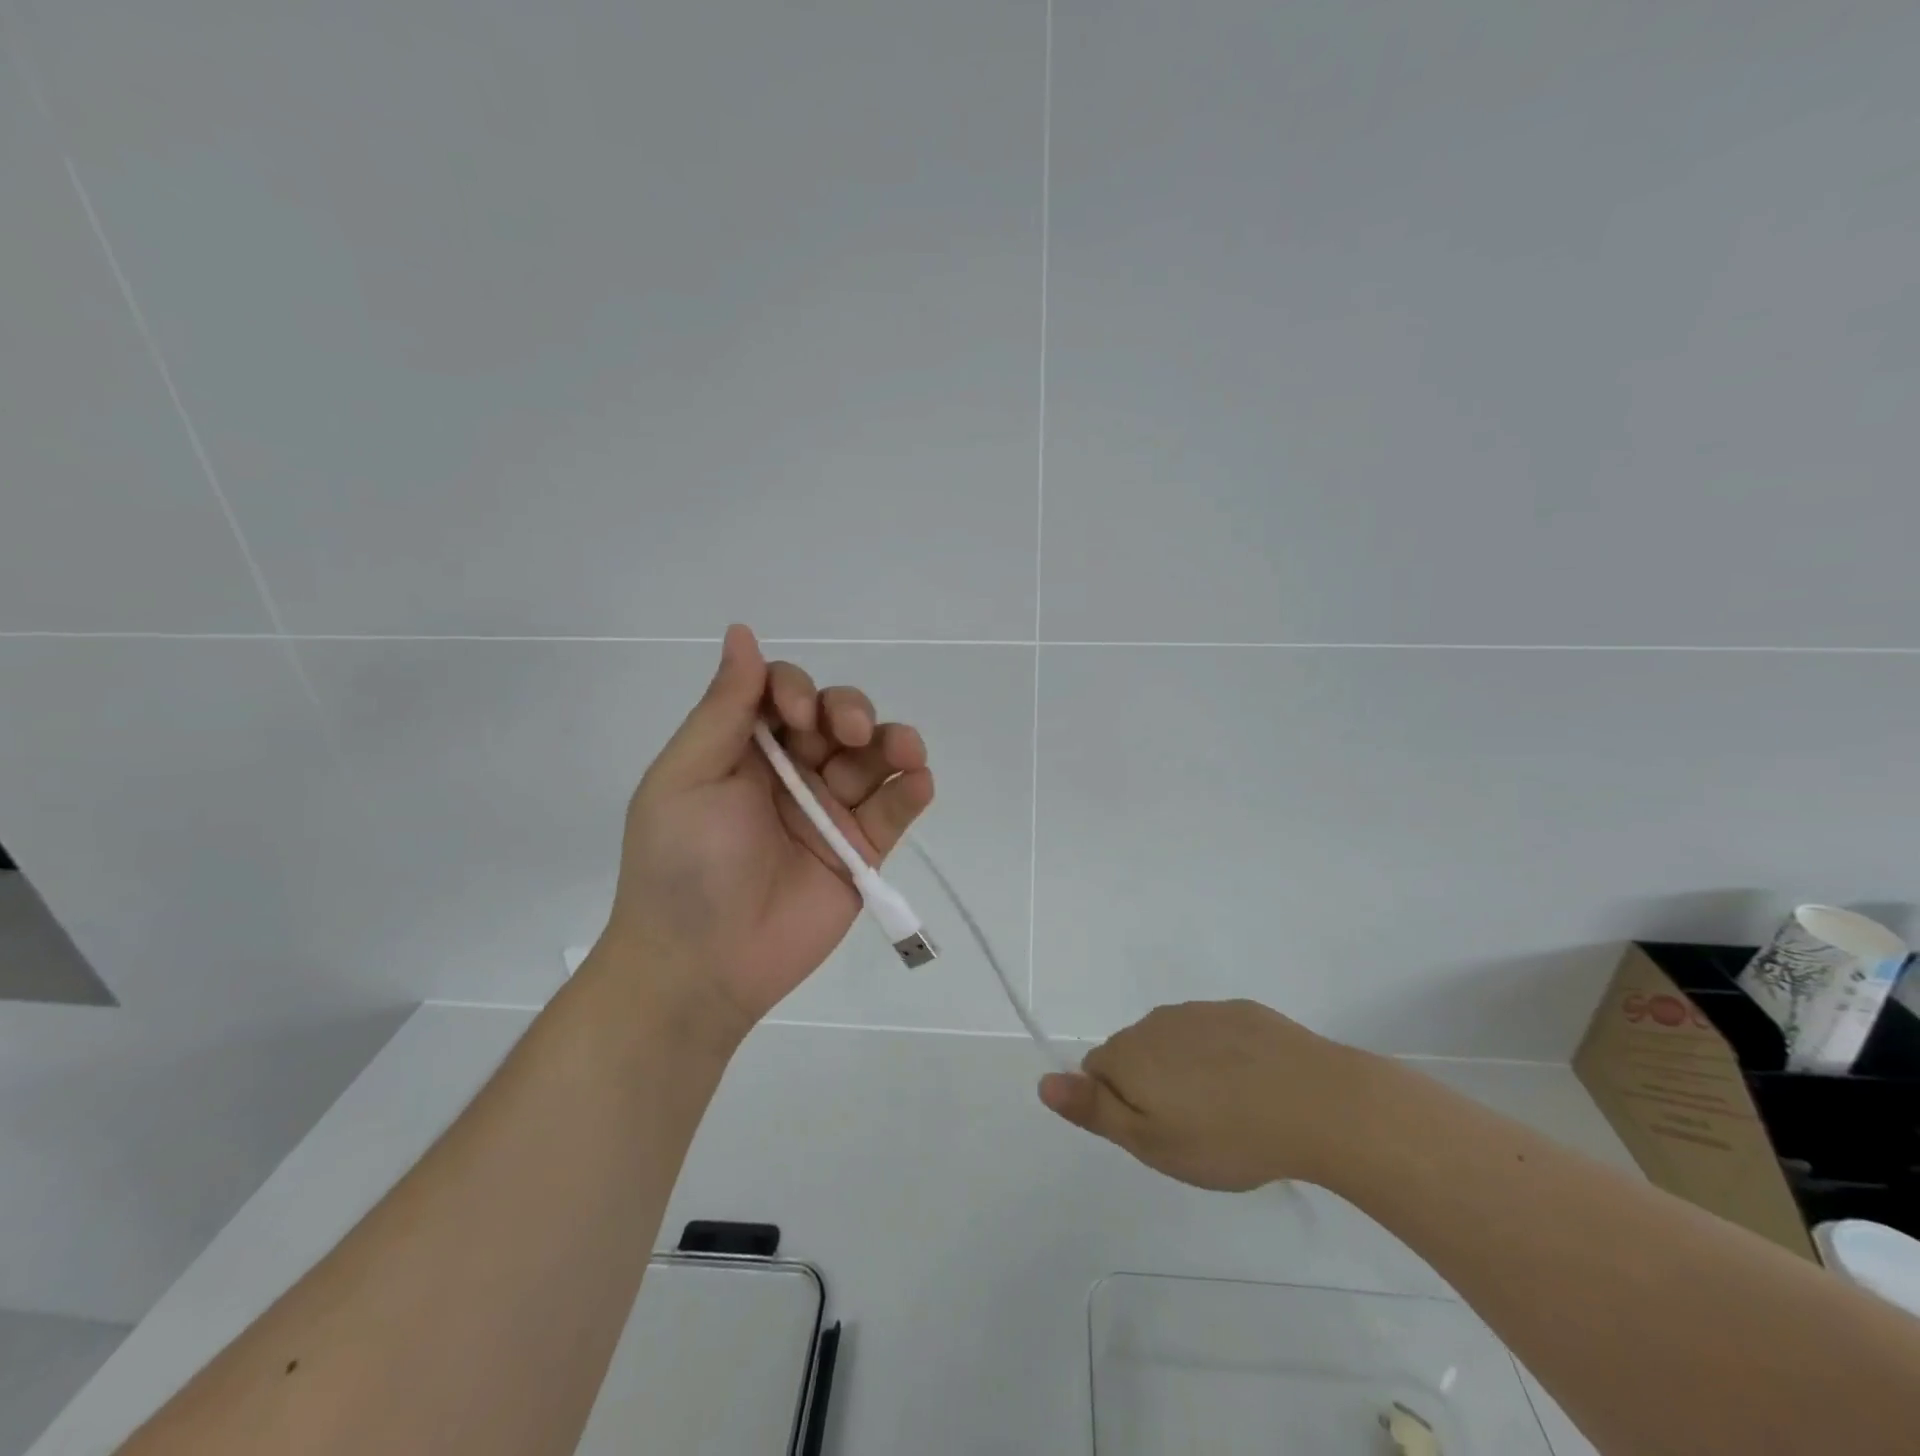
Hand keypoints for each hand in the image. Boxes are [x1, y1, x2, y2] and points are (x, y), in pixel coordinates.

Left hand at [599, 625, 934, 1039]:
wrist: (702, 965)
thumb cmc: (683, 864)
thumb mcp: (688, 777)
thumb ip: (724, 708)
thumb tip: (743, 633)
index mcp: (744, 749)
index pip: (785, 695)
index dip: (798, 689)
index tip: (798, 712)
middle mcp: (792, 772)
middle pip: (838, 719)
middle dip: (850, 713)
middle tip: (849, 734)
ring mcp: (830, 812)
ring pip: (874, 759)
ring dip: (895, 744)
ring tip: (907, 753)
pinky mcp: (860, 851)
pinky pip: (893, 811)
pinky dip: (911, 792)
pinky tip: (918, 783)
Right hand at [1037, 1000, 1368, 1189]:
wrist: (1316, 1102)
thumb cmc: (1225, 1136)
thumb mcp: (1151, 1142)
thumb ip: (1094, 1110)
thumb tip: (1043, 1082)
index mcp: (1130, 1053)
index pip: (1095, 1072)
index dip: (1117, 1107)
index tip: (1153, 1135)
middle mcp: (1156, 1023)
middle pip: (1134, 1055)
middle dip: (1150, 1088)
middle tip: (1190, 1132)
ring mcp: (1200, 1013)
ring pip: (1175, 1044)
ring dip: (1186, 1072)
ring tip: (1226, 1115)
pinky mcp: (1241, 1012)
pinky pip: (1214, 1036)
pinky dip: (1222, 1059)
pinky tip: (1254, 1089)